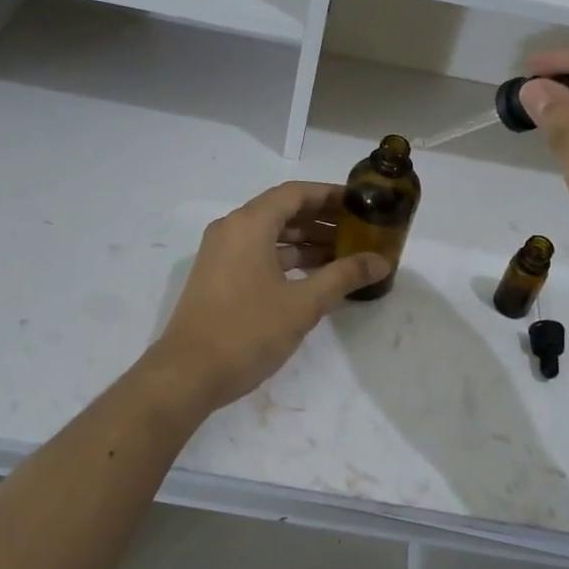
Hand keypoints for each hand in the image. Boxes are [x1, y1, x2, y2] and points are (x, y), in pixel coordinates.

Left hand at [151, 182, 389, 410]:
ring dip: (306, 241)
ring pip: (270, 235)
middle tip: (360, 230)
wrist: (187, 375)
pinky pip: (258, 254)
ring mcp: (221, 253)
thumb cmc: (247, 332)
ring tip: (345, 255)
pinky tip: (315, 276)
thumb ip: (343, 277)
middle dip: (322, 219)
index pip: (296, 193)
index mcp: (249, 224)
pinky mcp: (218, 276)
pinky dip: (287, 259)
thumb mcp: (303, 304)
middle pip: (283, 211)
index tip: (361, 203)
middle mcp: (232, 229)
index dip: (330, 195)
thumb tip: (381, 261)